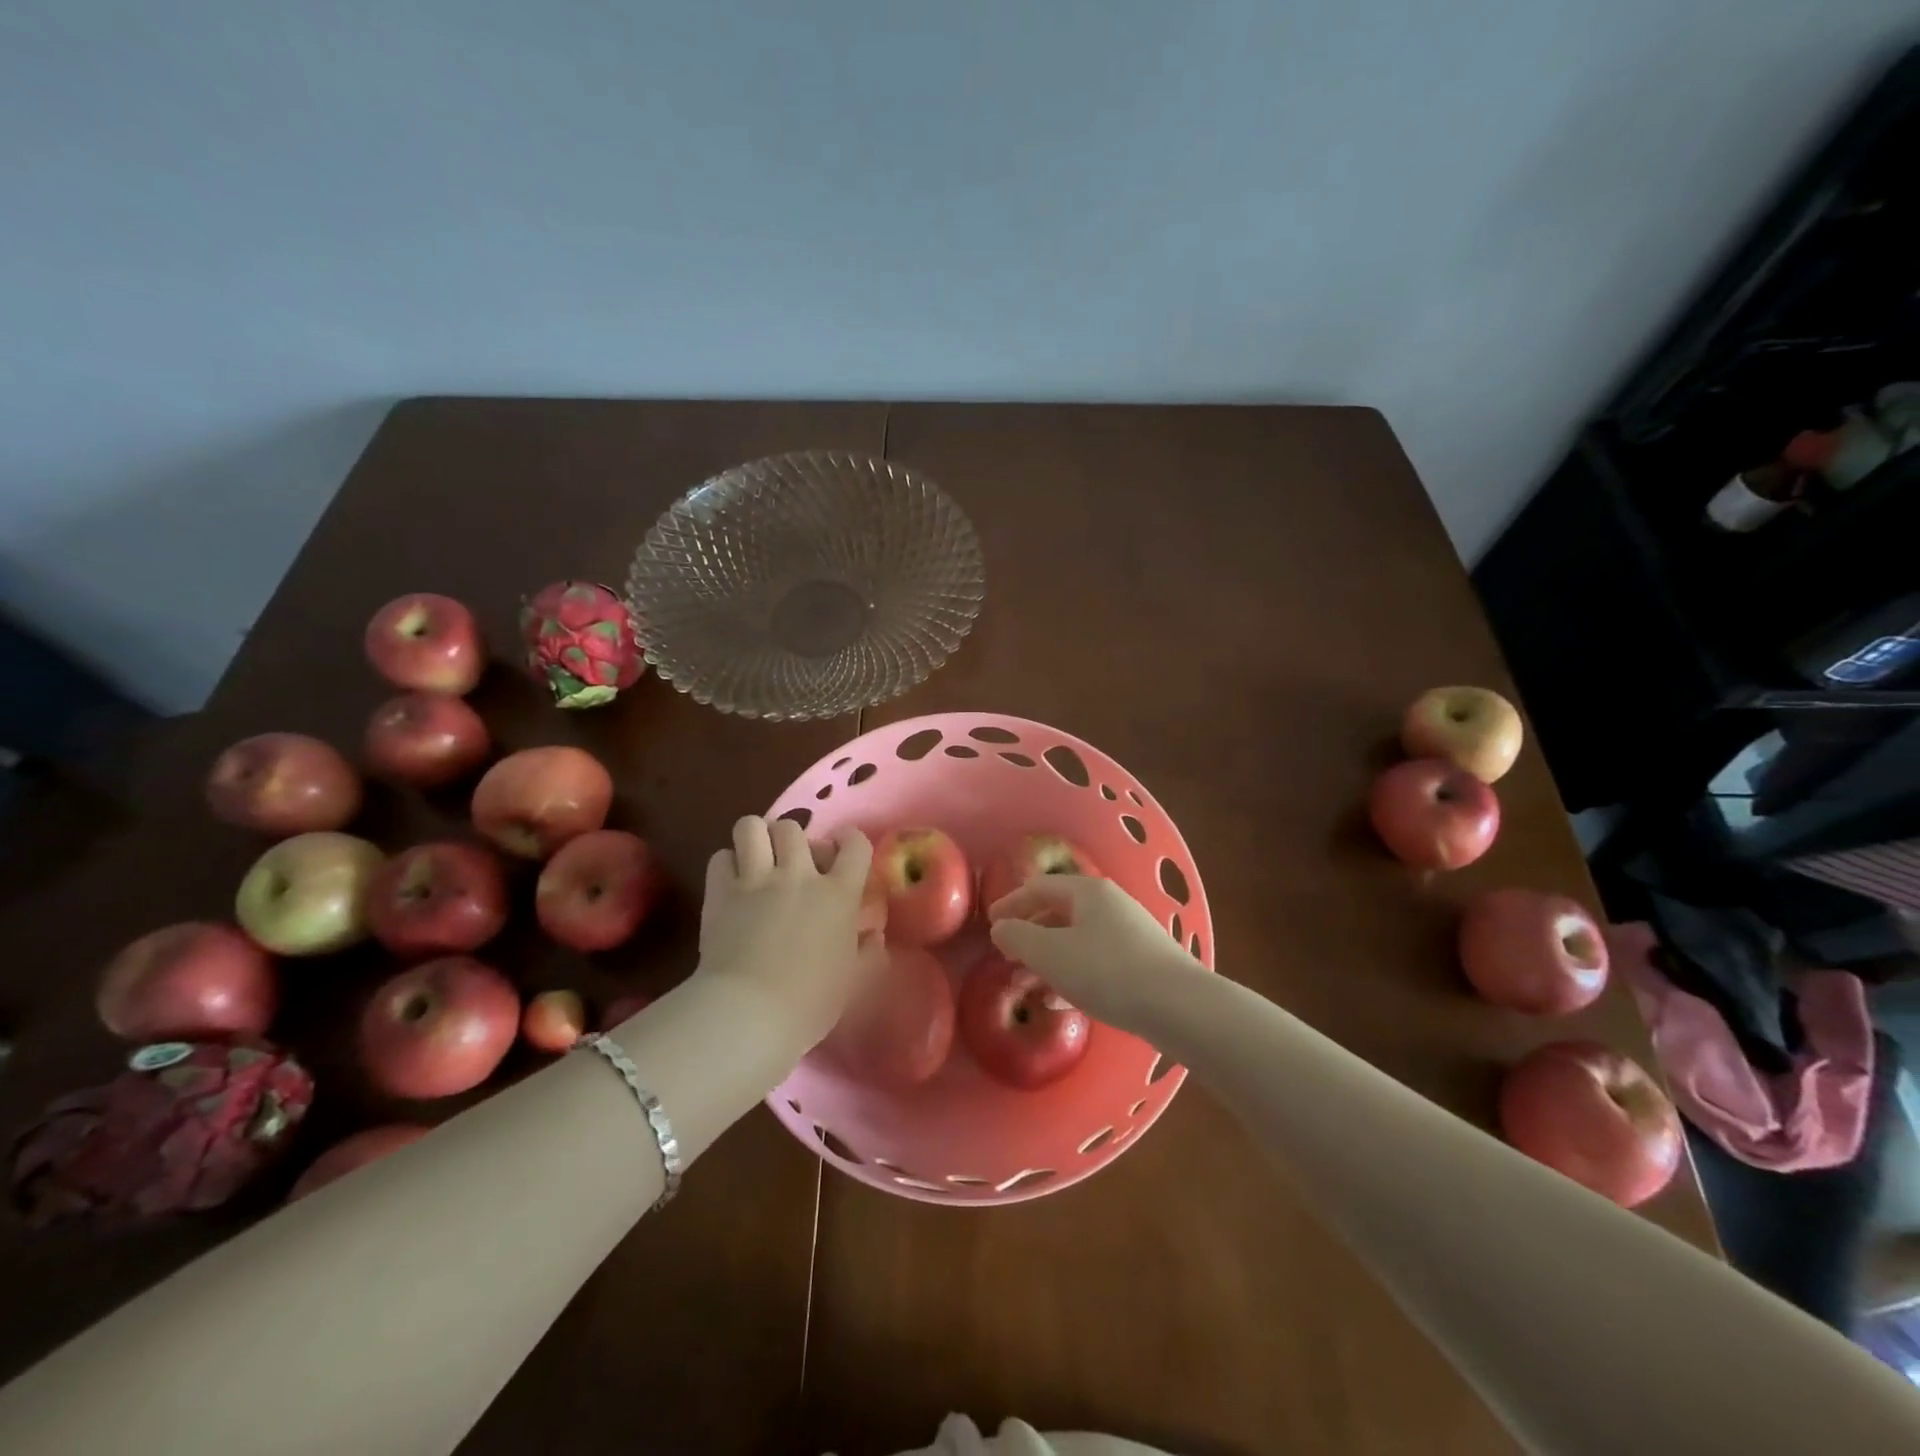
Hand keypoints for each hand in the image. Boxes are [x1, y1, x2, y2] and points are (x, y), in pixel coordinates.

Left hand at [696, 815, 878, 1050]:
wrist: (750, 1012)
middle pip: (793, 828)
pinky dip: (726, 865)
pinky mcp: (720, 893)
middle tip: (791, 862)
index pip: (855, 845)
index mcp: (838, 894)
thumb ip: (869, 954)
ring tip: (757, 859)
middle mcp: (798, 875)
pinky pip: (720, 857)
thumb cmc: (811, 1002)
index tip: (842, 850)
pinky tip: (731, 883)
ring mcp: (756, 880)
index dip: (850, 840)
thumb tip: (874, 936)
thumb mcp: (854, 981)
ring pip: (752, 827)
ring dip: (756, 838)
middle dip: (792, 839)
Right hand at [988, 876, 1203, 1034]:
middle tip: (1008, 955)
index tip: (990, 922)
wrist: (1179, 1006)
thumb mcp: (1051, 954)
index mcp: (1088, 892)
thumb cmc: (1107, 971)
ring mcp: (1130, 933)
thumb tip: (1001, 928)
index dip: (1011, 903)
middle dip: (1031, 934)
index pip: (1040, 887)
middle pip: (1060, 912)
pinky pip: (1096, 961)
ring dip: (1049, 958)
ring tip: (1028, 984)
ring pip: (1078, 939)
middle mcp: (1110, 904)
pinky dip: (1072, 974)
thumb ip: (1019, 937)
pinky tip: (1060, 1002)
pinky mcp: (1142, 963)